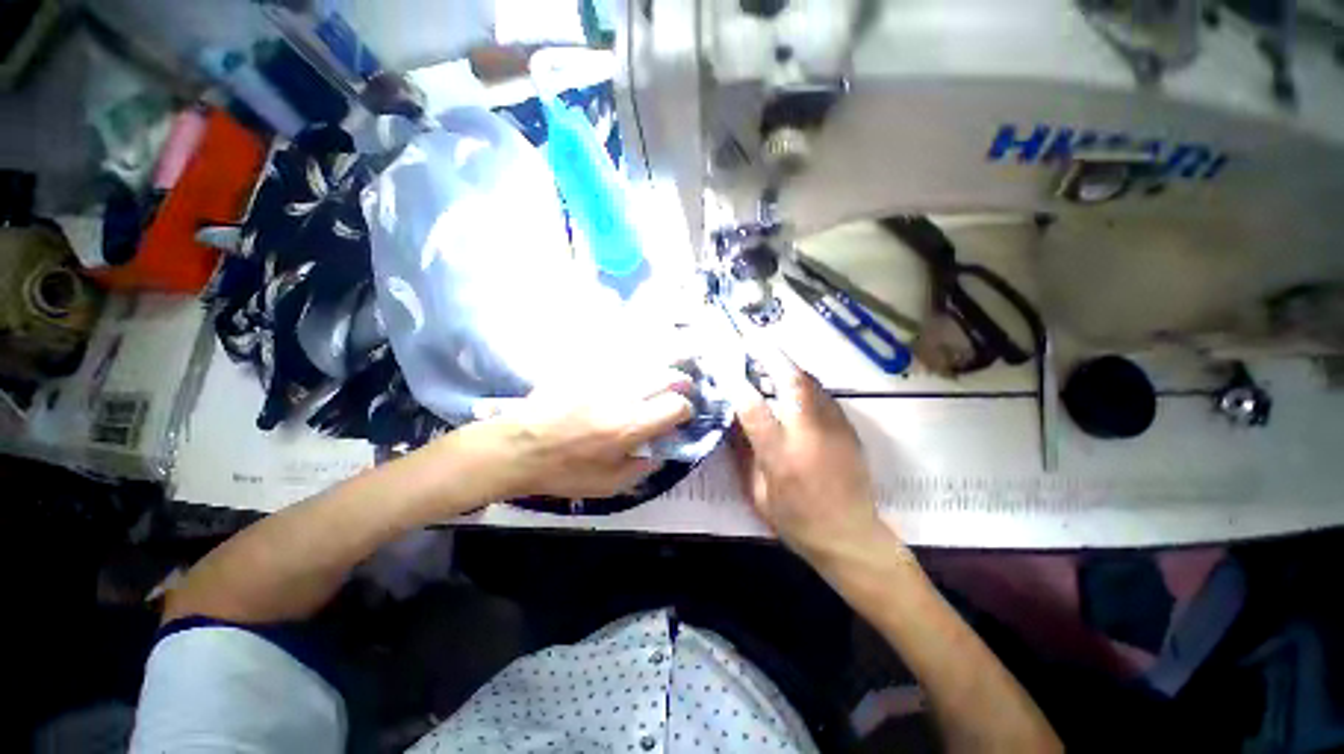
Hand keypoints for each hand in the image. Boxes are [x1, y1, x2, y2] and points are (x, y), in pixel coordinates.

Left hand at [483, 369, 694, 499]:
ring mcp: (604, 376)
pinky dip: (636, 354)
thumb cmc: (563, 471)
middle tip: (680, 389)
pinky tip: (637, 358)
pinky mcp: (587, 366)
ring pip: (647, 358)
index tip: (681, 416)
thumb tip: (662, 452)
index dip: (685, 410)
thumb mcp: (606, 485)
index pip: (676, 406)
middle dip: (682, 382)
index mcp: (630, 426)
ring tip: (667, 368)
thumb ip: (641, 469)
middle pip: (668, 376)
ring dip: (664, 364)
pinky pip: (620, 352)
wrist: (518, 447)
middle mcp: (623, 395)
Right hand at [730, 358, 895, 566]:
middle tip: (754, 340)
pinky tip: (793, 383)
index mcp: (781, 457)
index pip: (755, 411)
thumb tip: (734, 422)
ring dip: (788, 365)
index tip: (726, 369)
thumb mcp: (758, 494)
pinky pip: (822, 395)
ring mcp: (833, 429)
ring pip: (811, 383)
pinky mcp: (847, 429)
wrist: (851, 537)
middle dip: (771, 357)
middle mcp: (809, 436)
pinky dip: (803, 383)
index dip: (738, 386)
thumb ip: (745, 454)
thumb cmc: (797, 521)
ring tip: (770, 355)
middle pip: (792, 384)